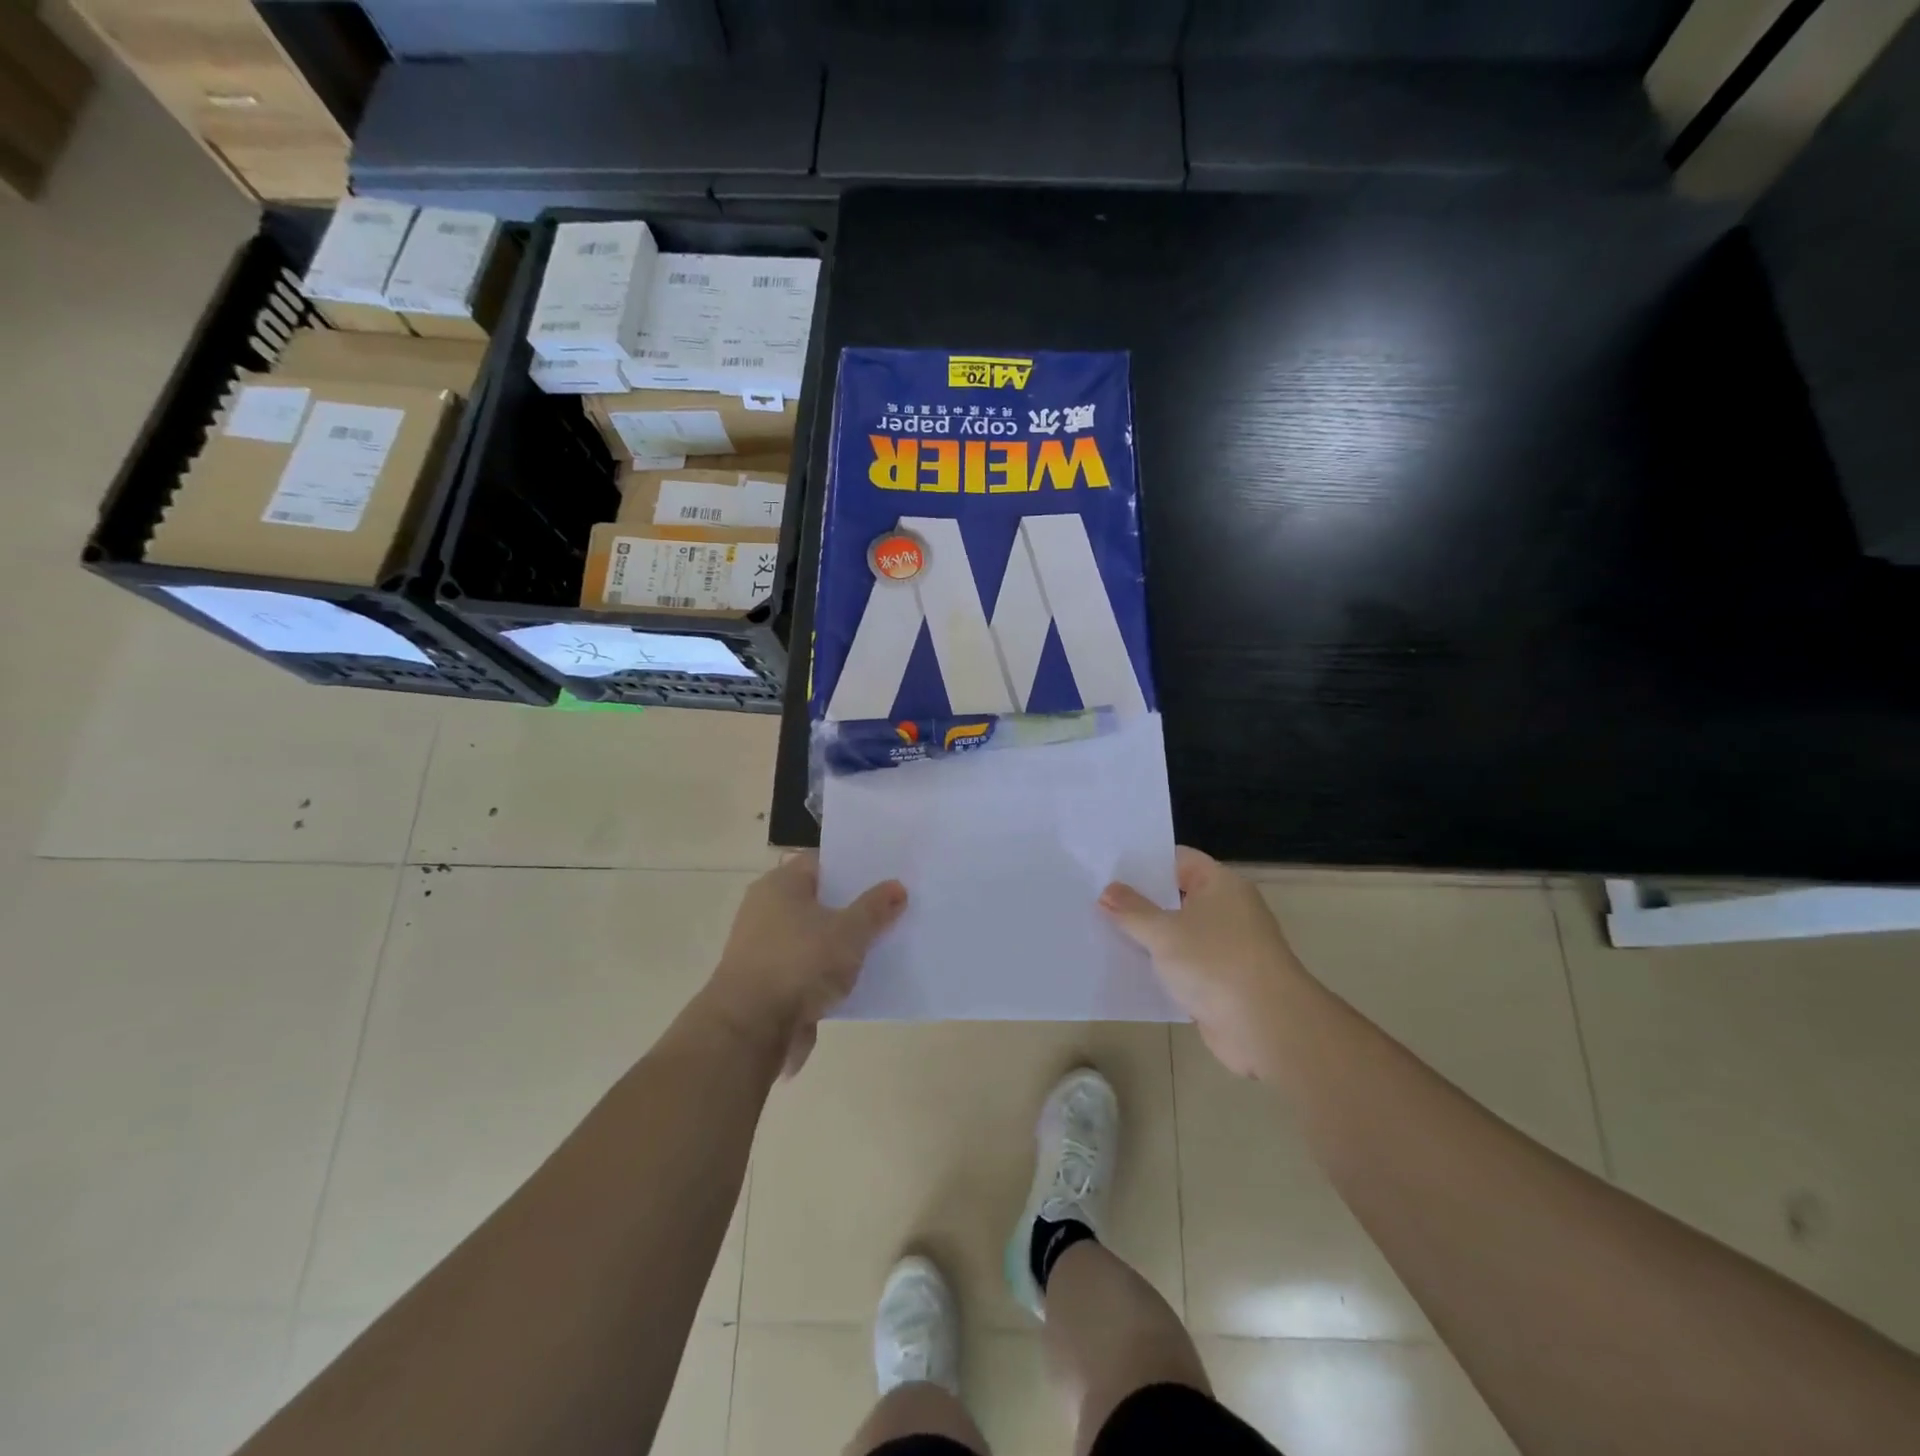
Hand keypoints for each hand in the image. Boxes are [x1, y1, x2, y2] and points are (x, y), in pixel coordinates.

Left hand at [706, 852, 906, 1076]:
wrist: (750, 1030)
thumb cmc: (799, 964)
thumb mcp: (849, 932)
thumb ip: (875, 908)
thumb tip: (897, 887)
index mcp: (781, 884)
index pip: (822, 863)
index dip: (854, 868)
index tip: (886, 875)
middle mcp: (766, 908)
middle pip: (819, 899)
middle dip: (853, 906)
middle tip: (892, 907)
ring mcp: (764, 947)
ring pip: (814, 935)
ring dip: (841, 942)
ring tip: (882, 943)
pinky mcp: (767, 981)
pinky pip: (807, 966)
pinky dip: (827, 971)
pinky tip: (857, 978)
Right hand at [1099, 847, 1301, 1078]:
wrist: (1267, 1027)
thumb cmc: (1215, 963)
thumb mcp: (1164, 932)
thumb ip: (1132, 910)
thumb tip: (1107, 891)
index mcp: (1220, 884)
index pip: (1178, 860)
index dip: (1144, 862)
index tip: (1107, 868)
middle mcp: (1227, 909)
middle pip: (1177, 896)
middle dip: (1140, 900)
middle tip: (1095, 897)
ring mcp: (1227, 946)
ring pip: (1178, 933)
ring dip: (1148, 936)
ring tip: (1102, 930)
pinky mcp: (1222, 981)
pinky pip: (1184, 964)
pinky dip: (1161, 966)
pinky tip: (1127, 968)